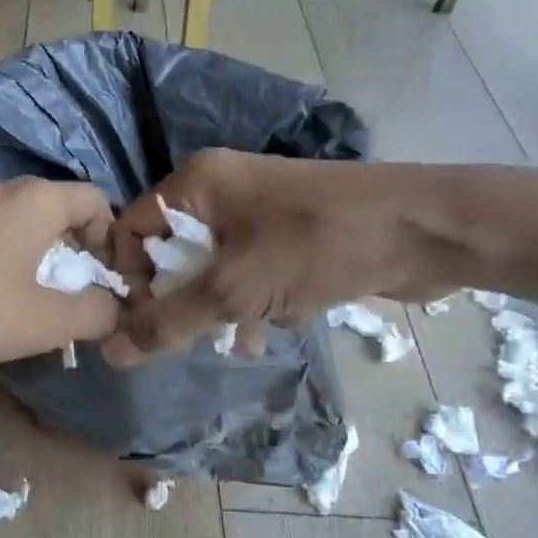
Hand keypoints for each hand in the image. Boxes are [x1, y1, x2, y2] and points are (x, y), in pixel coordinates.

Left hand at [0, 179, 121, 364]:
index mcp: (37, 200)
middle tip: (74, 299)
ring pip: (21, 225)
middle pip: (59, 211)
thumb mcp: (42, 321)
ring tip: (31, 305)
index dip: (113, 240)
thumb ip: (93, 314)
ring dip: (38, 261)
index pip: (97, 200)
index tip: (106, 282)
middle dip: (75, 255)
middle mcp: (3, 189)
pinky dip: (3, 262)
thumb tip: (115, 308)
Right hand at [100, 150, 465, 363]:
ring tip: (236, 342)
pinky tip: (269, 334)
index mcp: (197, 184)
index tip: (145, 323)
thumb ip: (171, 322)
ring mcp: (259, 212)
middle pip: (172, 253)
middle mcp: (221, 190)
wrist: (426, 230)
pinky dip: (253, 304)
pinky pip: (250, 274)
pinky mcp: (290, 236)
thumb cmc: (318, 245)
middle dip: (180, 300)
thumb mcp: (235, 289)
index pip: (132, 230)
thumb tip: (111, 353)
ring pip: (212, 269)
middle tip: (190, 337)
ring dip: (219, 310)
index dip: (131, 278)